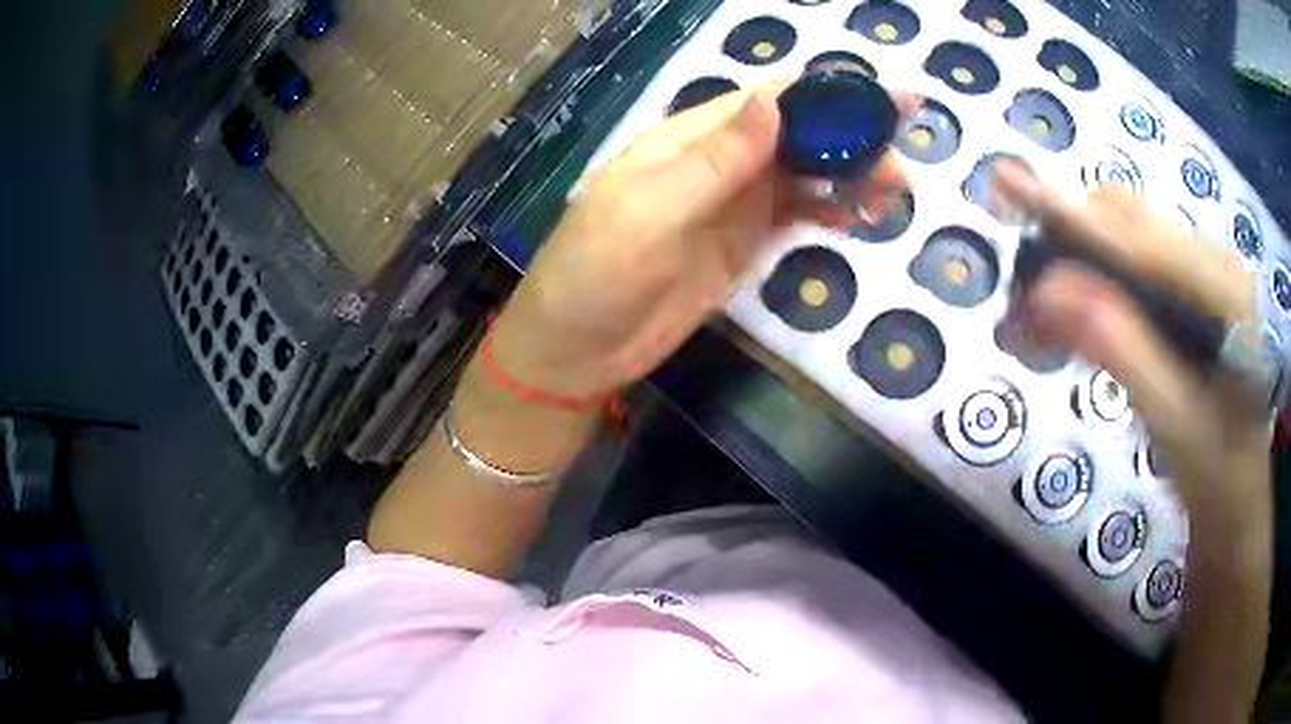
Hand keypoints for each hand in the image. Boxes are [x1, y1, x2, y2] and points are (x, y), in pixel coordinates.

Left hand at [487, 81, 914, 399]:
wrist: (577, 350)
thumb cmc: (596, 273)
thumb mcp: (649, 210)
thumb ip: (716, 159)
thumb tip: (774, 101)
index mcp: (690, 138)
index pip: (768, 101)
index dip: (827, 94)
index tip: (885, 99)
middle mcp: (719, 161)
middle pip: (797, 134)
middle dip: (853, 136)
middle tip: (908, 152)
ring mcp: (734, 203)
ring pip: (805, 175)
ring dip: (852, 176)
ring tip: (898, 192)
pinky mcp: (744, 243)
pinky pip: (797, 216)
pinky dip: (831, 212)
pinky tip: (862, 218)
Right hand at [996, 166, 1271, 722]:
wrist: (1236, 503)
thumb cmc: (1216, 475)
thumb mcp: (1173, 421)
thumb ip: (1120, 349)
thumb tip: (1046, 290)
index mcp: (1224, 286)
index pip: (1139, 237)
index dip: (1073, 215)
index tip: (1006, 184)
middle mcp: (1214, 262)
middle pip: (1130, 222)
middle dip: (1069, 241)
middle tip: (1020, 291)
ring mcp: (1204, 276)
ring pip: (1127, 239)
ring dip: (1078, 260)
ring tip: (1038, 311)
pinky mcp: (1192, 296)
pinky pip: (1135, 268)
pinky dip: (1096, 282)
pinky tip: (1075, 315)